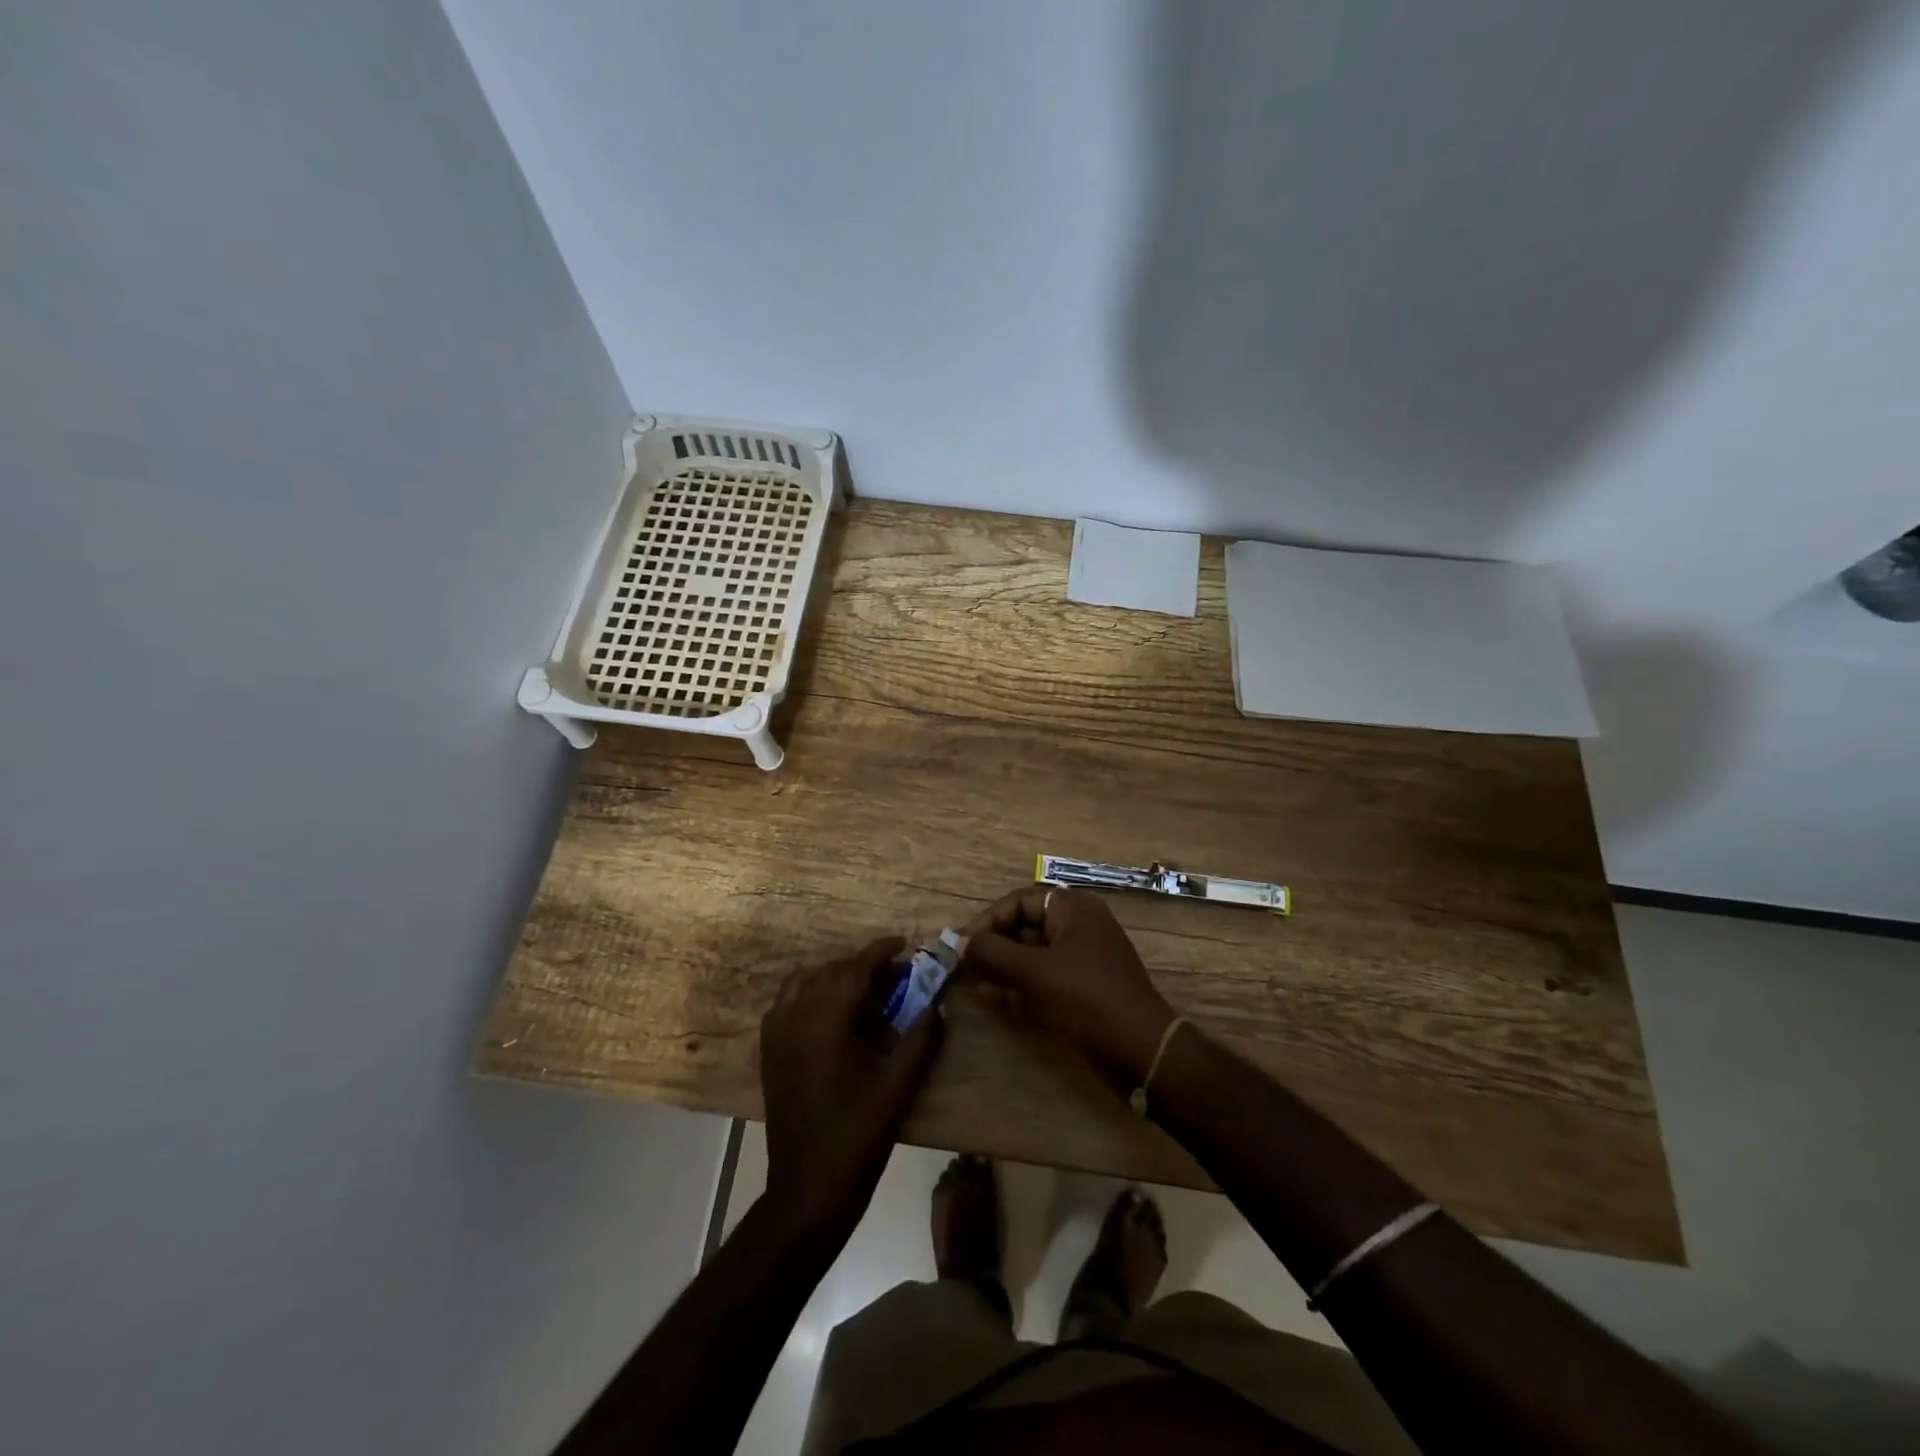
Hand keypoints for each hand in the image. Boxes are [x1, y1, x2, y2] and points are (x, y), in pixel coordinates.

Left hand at [759, 937, 944, 1241]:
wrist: (806, 1190)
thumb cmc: (856, 1137)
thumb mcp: (898, 1087)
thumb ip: (921, 1039)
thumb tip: (938, 1005)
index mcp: (827, 1020)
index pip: (856, 968)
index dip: (881, 951)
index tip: (904, 944)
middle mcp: (796, 1016)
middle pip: (831, 971)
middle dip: (863, 966)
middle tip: (895, 976)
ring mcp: (777, 1033)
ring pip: (804, 982)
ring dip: (834, 977)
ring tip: (864, 991)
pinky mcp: (769, 1051)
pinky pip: (788, 1003)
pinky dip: (810, 994)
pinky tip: (832, 1015)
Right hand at [961, 888, 1175, 1083]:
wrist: (1140, 1047)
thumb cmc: (1085, 997)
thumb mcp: (1034, 972)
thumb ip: (993, 953)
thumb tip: (960, 942)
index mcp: (1072, 908)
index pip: (1019, 902)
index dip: (987, 921)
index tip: (961, 944)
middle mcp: (1078, 925)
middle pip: (1024, 927)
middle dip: (993, 946)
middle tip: (962, 965)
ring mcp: (1082, 958)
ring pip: (1032, 955)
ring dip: (1002, 967)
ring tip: (971, 983)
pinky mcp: (1083, 987)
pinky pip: (1044, 977)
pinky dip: (1019, 985)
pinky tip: (991, 997)